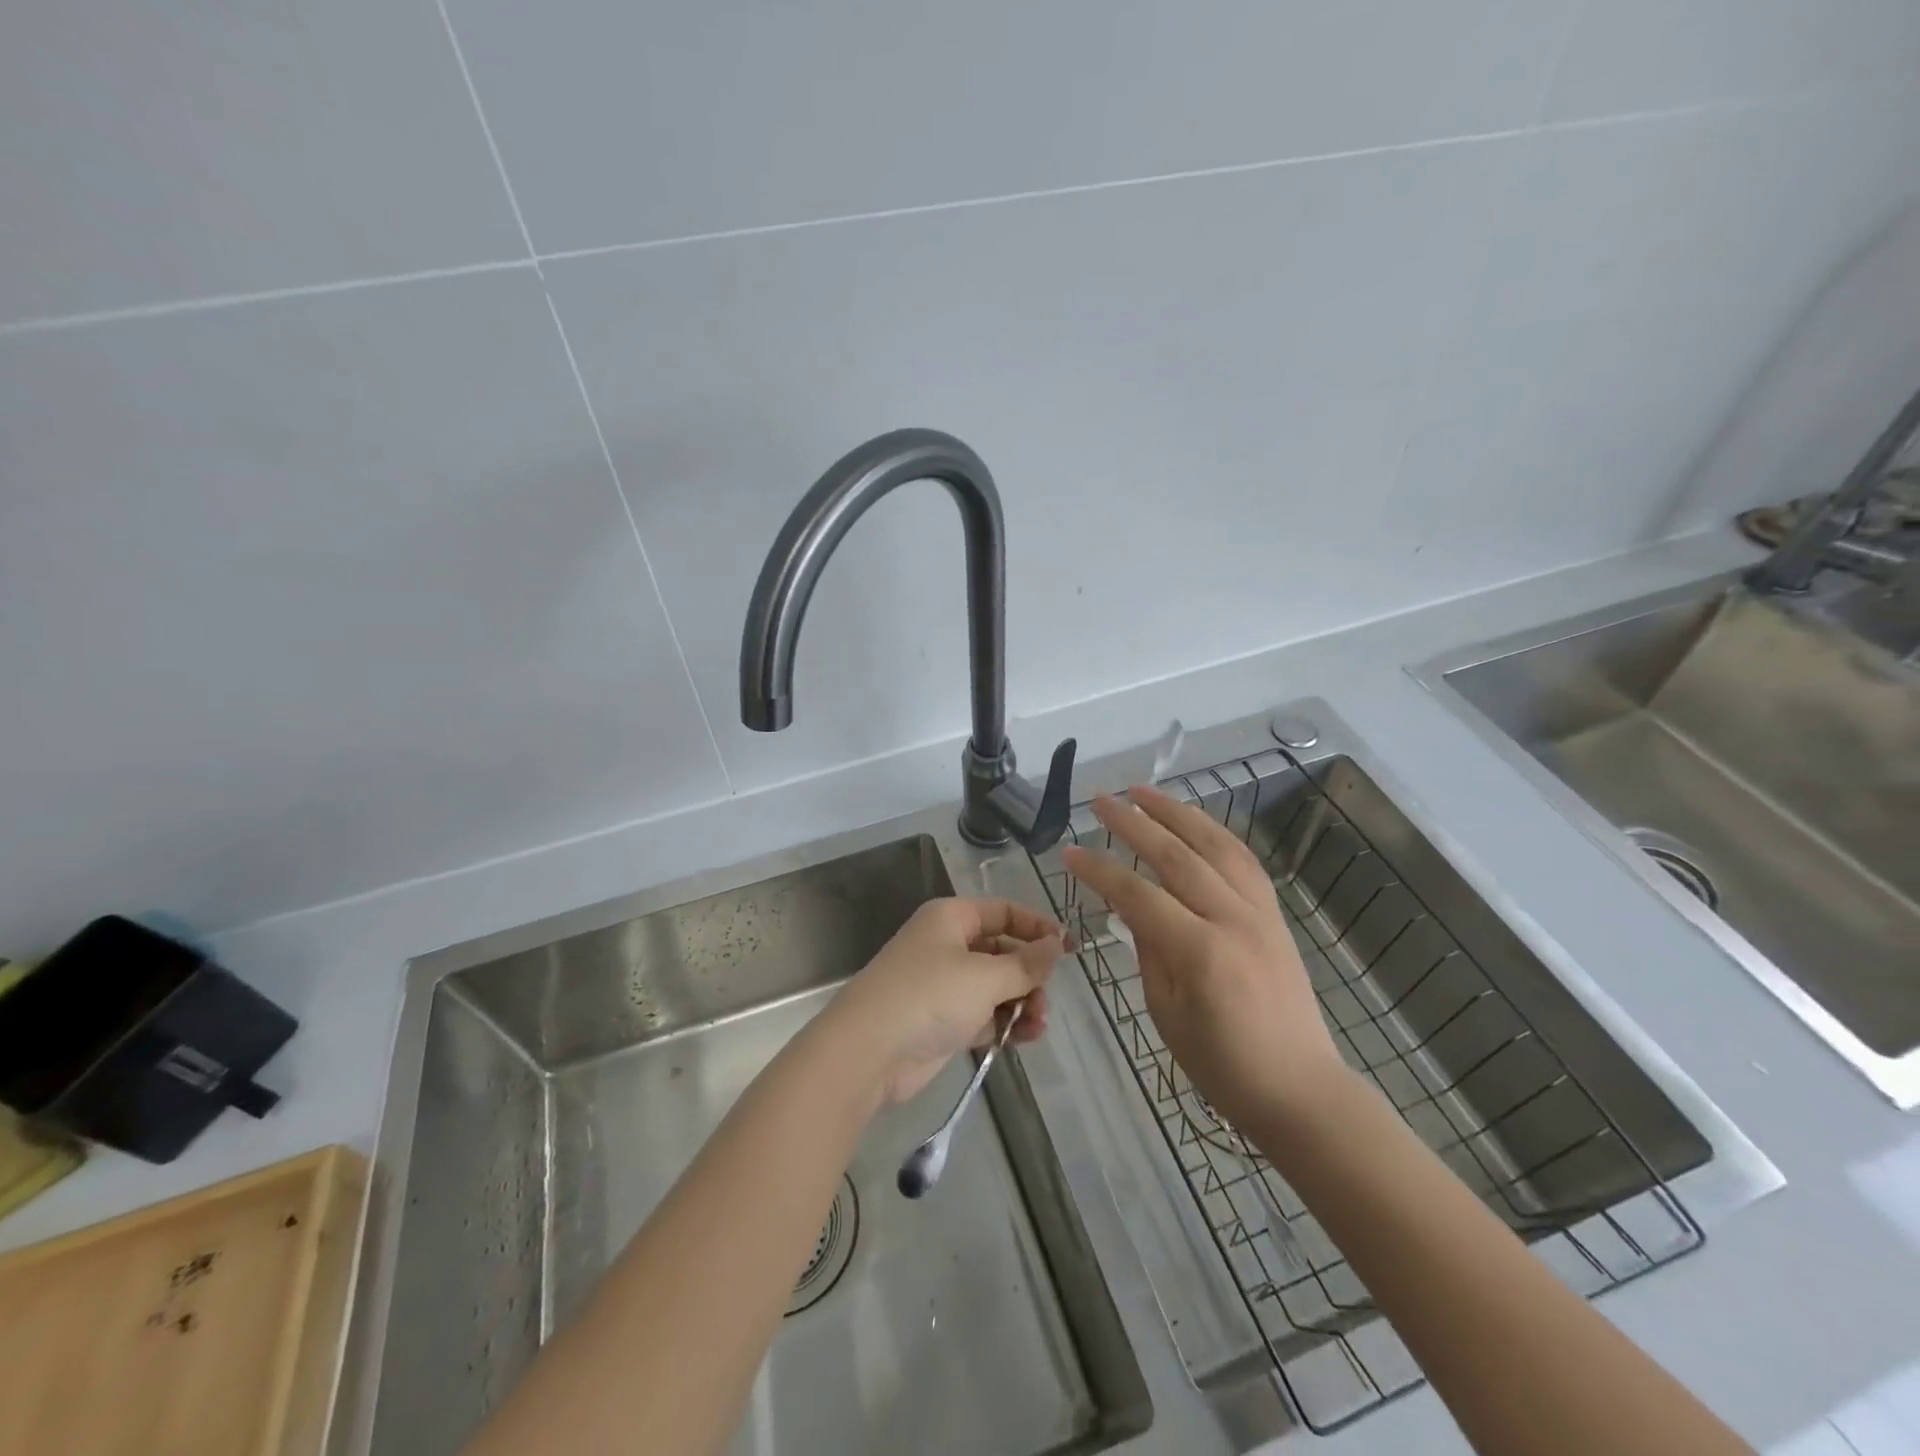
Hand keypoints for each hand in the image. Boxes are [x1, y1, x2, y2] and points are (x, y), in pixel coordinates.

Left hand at [823, 897, 1063, 1105]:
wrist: (869, 1051)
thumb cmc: (929, 996)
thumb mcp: (985, 976)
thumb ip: (1025, 964)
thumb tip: (1056, 945)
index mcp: (951, 919)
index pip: (1002, 912)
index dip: (1036, 927)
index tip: (1068, 948)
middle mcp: (947, 946)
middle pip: (1001, 951)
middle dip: (1029, 974)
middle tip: (1046, 999)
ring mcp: (943, 985)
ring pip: (995, 986)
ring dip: (1021, 1003)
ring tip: (1037, 1025)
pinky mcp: (942, 1021)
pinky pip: (983, 1015)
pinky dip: (1004, 1024)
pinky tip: (1025, 1038)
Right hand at [1061, 785, 1344, 1131]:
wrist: (1301, 1089)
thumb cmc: (1223, 1066)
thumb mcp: (1167, 1014)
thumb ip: (1148, 950)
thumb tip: (1130, 905)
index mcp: (1200, 952)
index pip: (1138, 894)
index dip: (1099, 870)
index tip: (1068, 851)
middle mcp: (1233, 919)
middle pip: (1177, 855)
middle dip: (1134, 822)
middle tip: (1101, 800)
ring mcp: (1260, 912)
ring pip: (1215, 845)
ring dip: (1177, 812)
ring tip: (1143, 791)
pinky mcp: (1275, 914)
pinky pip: (1242, 860)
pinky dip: (1213, 833)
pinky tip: (1193, 822)